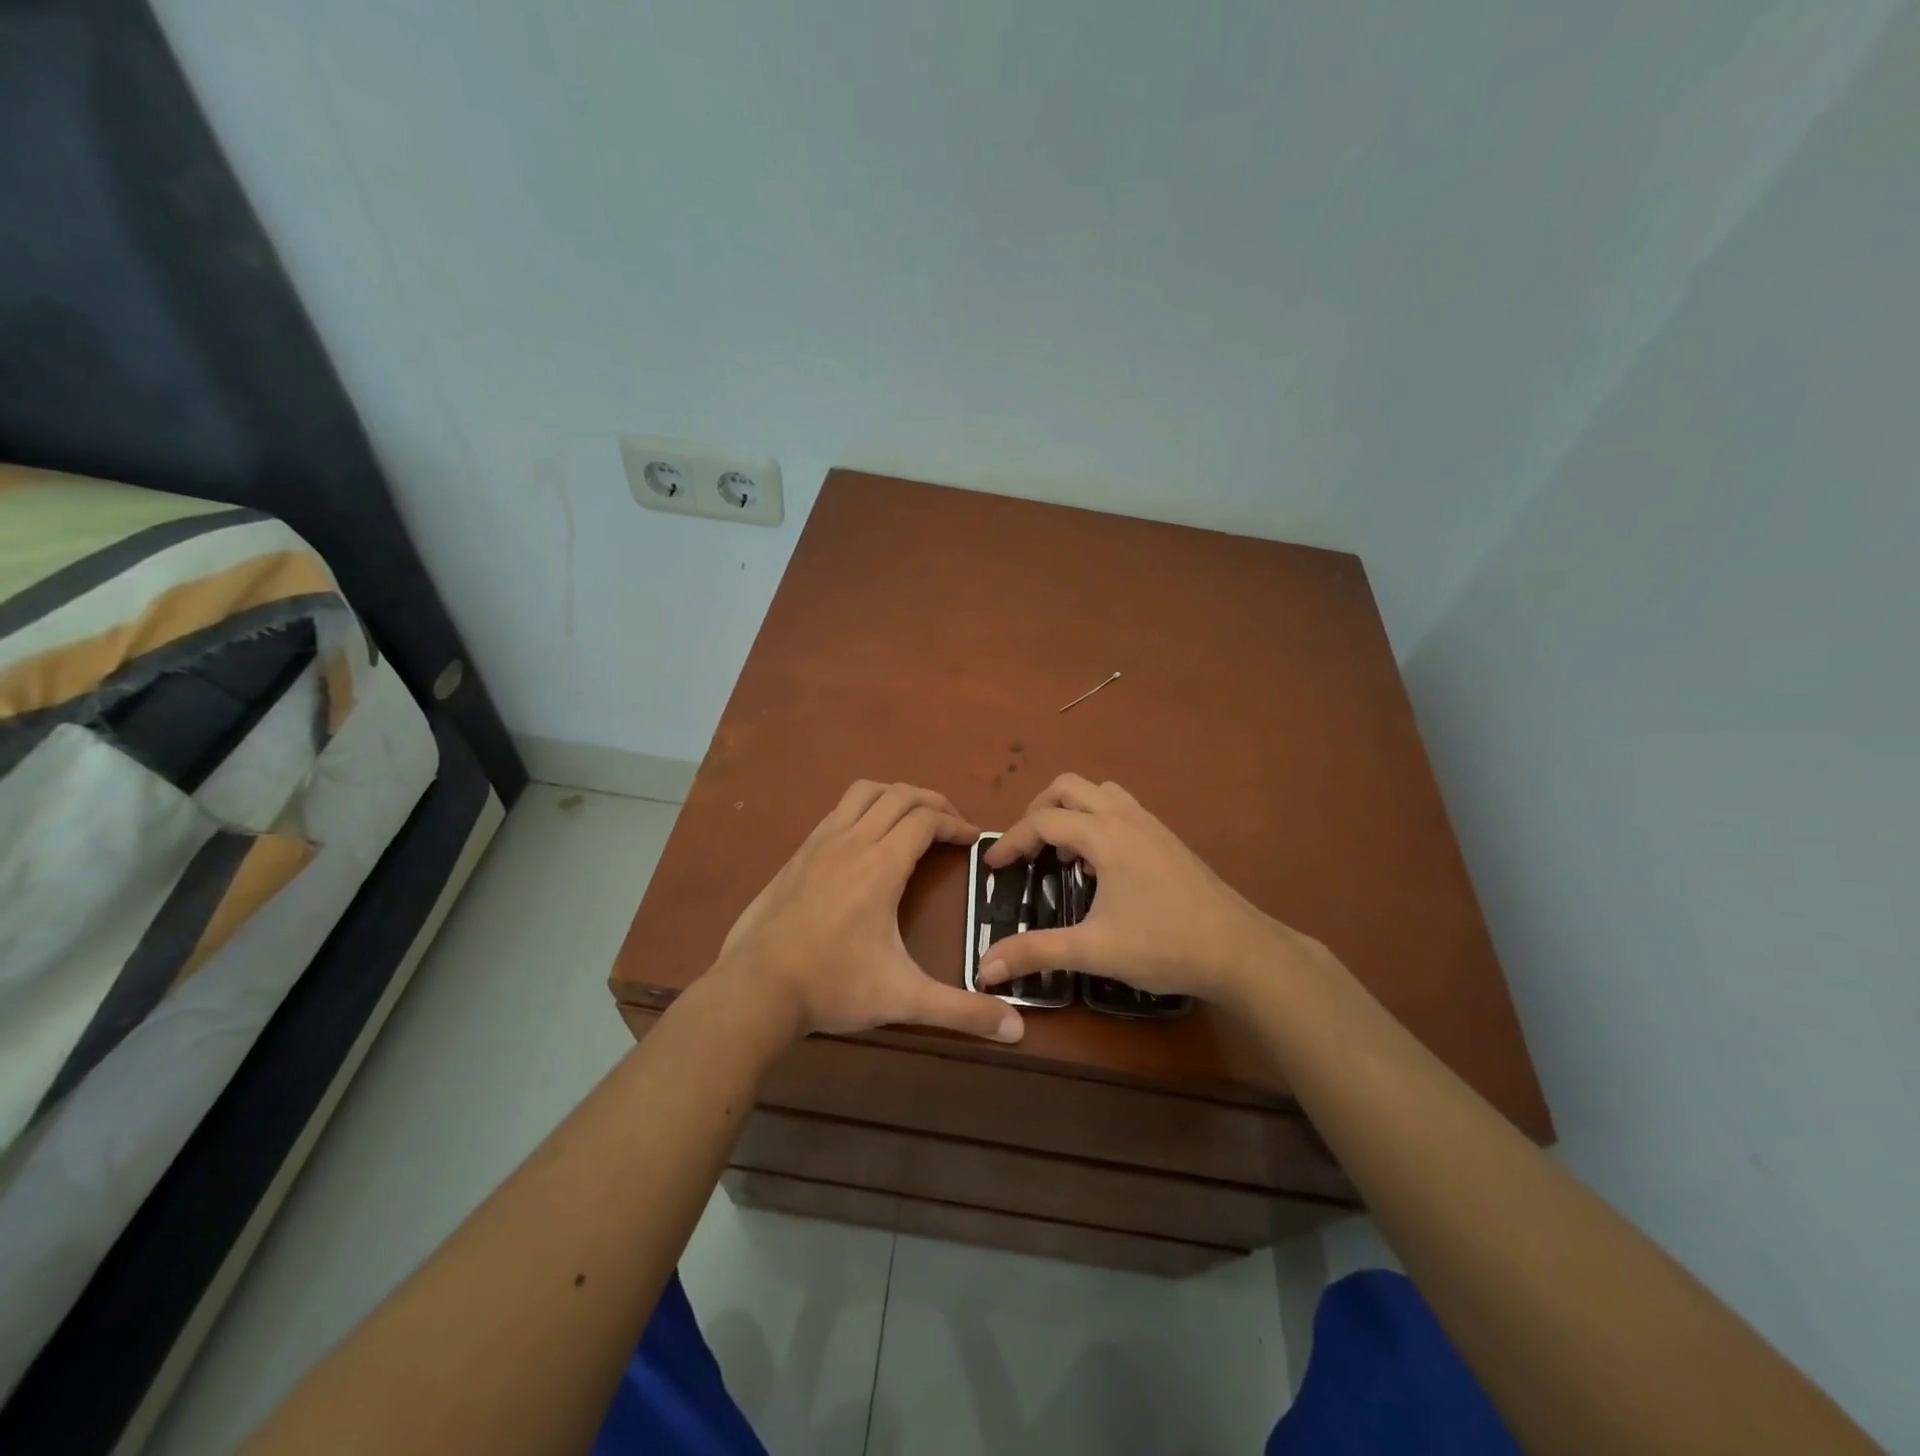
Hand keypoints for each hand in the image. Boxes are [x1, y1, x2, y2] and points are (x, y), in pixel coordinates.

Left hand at [714, 781, 1023, 1043]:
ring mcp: (820, 843)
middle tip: (952, 824)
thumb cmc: (833, 986)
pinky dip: (864, 809)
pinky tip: (866, 839)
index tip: (973, 839)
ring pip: (864, 793)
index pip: (926, 819)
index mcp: (881, 865)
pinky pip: (838, 810)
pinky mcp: (798, 853)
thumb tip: (1017, 1030)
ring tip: (913, 819)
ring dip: (896, 796)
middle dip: (933, 801)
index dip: (955, 823)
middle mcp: (852, 841)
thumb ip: (961, 1012)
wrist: (755, 988)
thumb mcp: (903, 999)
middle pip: (900, 795)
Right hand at [978, 774, 1313, 1006]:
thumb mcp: (1093, 950)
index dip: (1011, 841)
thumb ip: (1035, 952)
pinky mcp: (1167, 837)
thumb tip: (984, 967)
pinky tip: (1101, 862)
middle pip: (1068, 787)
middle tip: (1027, 848)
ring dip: (1071, 809)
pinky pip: (1120, 806)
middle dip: (1038, 810)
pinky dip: (1097, 818)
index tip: (993, 867)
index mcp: (1104, 835)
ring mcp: (1150, 823)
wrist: (1240, 951)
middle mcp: (1125, 816)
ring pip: (1098, 791)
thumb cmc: (1164, 945)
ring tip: (1062, 851)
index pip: (1043, 821)